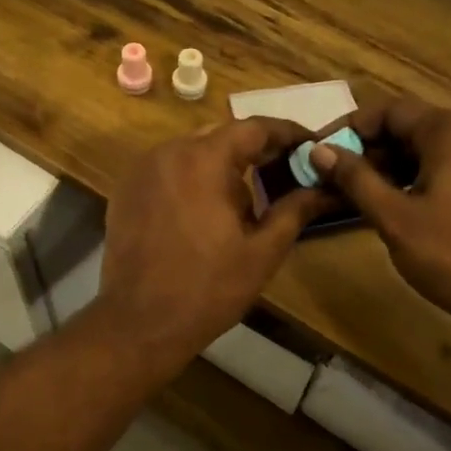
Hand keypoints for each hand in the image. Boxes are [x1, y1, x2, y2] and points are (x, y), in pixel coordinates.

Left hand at [99, 117, 327, 366]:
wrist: (138, 323)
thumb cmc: (207, 288)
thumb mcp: (261, 251)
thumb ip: (294, 210)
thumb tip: (323, 188)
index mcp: (204, 159)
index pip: (254, 128)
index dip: (287, 134)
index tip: (310, 145)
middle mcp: (169, 152)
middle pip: (221, 136)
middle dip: (255, 150)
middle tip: (284, 172)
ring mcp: (141, 170)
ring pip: (192, 151)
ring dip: (222, 165)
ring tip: (247, 198)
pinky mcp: (126, 190)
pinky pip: (168, 169)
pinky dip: (192, 178)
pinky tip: (206, 210)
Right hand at [309, 96, 450, 334]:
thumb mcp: (395, 219)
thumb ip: (355, 180)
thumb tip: (319, 150)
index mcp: (450, 132)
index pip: (388, 110)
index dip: (349, 128)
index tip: (321, 153)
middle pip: (410, 127)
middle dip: (369, 150)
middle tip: (336, 180)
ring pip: (429, 149)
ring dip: (391, 167)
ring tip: (361, 197)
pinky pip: (450, 167)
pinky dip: (418, 178)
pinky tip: (400, 208)